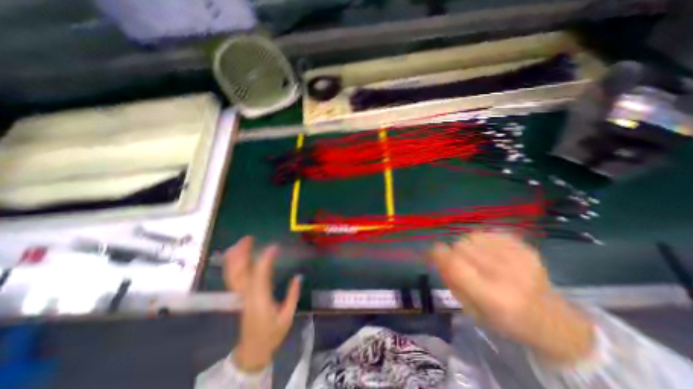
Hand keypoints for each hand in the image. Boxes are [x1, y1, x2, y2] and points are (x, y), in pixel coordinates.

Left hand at [222, 235, 297, 371]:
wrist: (253, 350)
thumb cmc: (272, 333)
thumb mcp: (287, 316)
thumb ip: (292, 295)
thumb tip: (298, 276)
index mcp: (260, 299)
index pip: (260, 274)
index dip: (266, 258)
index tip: (274, 246)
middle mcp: (247, 294)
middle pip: (239, 271)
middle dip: (242, 253)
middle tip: (249, 238)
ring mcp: (240, 295)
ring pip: (232, 273)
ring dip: (235, 257)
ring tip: (241, 242)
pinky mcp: (239, 295)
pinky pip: (233, 277)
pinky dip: (233, 265)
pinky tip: (237, 256)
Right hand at [431, 233, 592, 366]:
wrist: (552, 320)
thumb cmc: (504, 320)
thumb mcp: (470, 309)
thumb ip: (451, 280)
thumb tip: (437, 254)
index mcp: (493, 297)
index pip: (455, 264)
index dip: (438, 253)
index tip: (433, 252)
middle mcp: (507, 275)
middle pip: (462, 246)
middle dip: (454, 252)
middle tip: (461, 262)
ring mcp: (520, 258)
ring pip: (473, 235)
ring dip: (468, 245)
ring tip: (477, 257)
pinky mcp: (526, 247)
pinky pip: (489, 232)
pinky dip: (483, 240)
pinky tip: (490, 251)